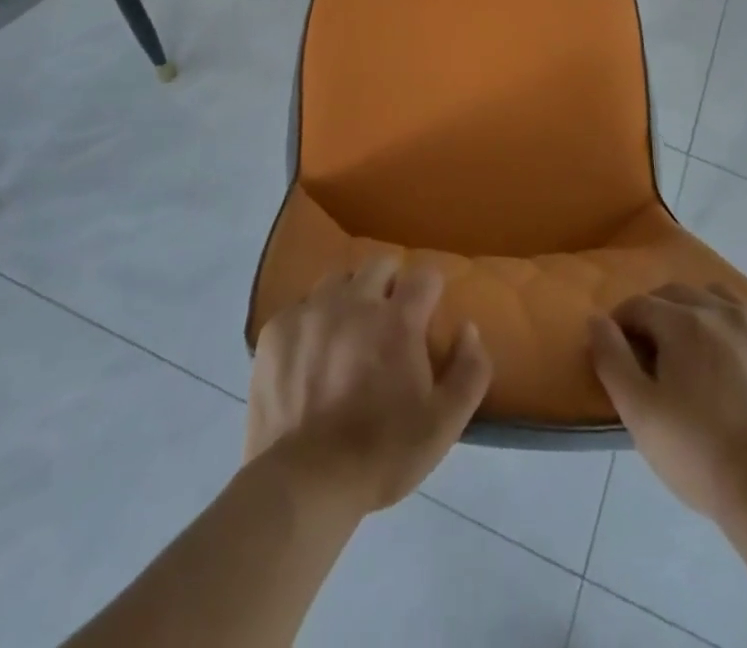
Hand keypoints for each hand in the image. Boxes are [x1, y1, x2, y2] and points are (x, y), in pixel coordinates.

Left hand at [246, 257, 491, 514]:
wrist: (303, 483)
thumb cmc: (381, 455)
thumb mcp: (444, 425)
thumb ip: (469, 371)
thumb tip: (469, 328)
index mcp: (398, 320)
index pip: (425, 275)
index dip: (430, 291)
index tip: (427, 314)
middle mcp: (355, 301)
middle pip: (380, 264)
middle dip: (391, 283)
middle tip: (390, 320)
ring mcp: (312, 310)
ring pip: (339, 279)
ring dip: (350, 296)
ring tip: (348, 332)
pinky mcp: (277, 328)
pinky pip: (302, 306)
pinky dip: (312, 321)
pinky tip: (311, 353)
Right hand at [589, 284, 746, 519]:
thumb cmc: (699, 454)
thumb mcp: (639, 413)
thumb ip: (611, 358)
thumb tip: (597, 319)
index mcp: (683, 322)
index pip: (639, 305)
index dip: (623, 324)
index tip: (622, 351)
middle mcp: (723, 310)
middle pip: (678, 294)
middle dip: (659, 314)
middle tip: (657, 353)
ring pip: (720, 297)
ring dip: (701, 312)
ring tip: (701, 350)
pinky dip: (742, 328)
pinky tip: (742, 358)